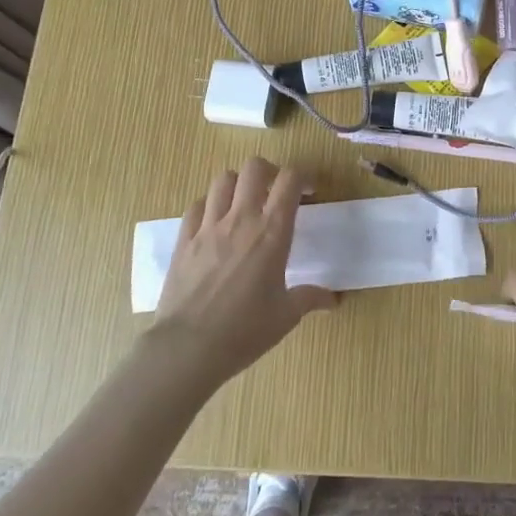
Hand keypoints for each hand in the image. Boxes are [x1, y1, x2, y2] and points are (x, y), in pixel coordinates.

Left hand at [147, 159, 334, 383]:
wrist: (187, 348)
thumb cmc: (244, 331)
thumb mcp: (286, 316)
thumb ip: (310, 298)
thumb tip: (333, 299)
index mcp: (272, 233)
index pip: (290, 180)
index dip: (303, 177)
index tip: (309, 193)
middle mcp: (241, 219)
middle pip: (255, 167)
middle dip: (270, 172)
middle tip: (276, 192)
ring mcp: (208, 226)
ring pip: (223, 179)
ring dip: (239, 184)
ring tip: (245, 204)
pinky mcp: (183, 239)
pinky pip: (197, 205)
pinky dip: (210, 205)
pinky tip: (216, 224)